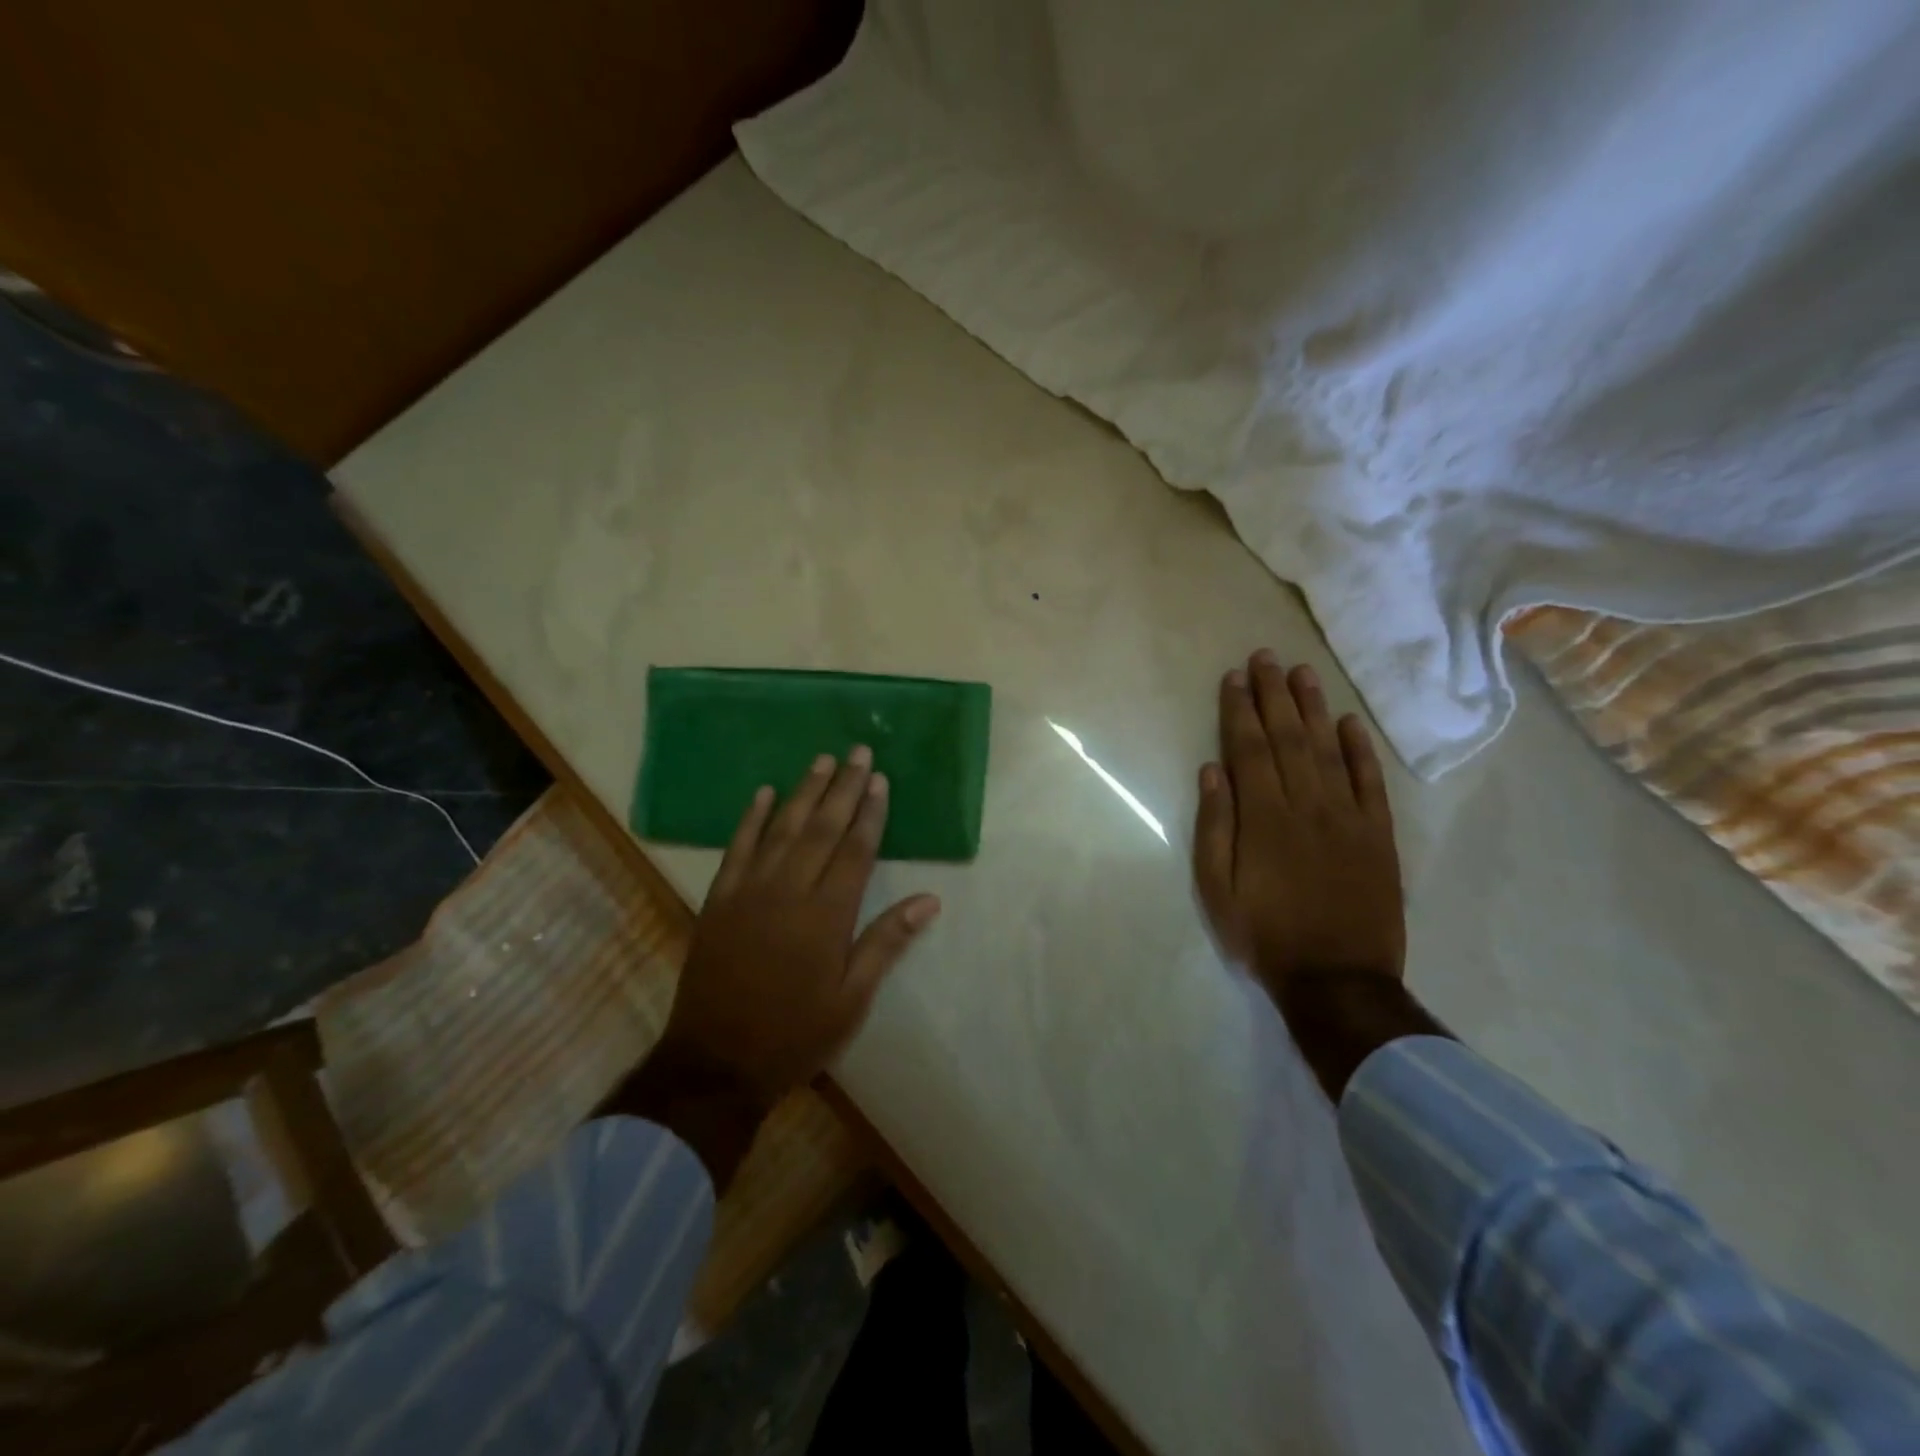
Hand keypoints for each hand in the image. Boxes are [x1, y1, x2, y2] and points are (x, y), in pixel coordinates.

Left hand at [655, 747, 941, 1108]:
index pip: (855, 850)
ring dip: (803, 791)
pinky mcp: (719, 899)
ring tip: (822, 760)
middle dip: (843, 787)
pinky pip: (737, 847)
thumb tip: (929, 900)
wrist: (715, 1061)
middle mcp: (789, 891)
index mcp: (827, 915)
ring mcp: (749, 891)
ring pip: (781, 828)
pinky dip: (751, 818)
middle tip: (858, 751)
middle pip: (822, 828)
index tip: (880, 779)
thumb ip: (886, 943)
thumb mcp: (852, 1000)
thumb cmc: (794, 1034)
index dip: (870, 812)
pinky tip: (763, 793)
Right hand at [1193, 651, 1404, 998]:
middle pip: (1288, 737)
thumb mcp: (1217, 890)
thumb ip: (1214, 827)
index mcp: (1263, 817)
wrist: (1338, 980)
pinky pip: (1370, 782)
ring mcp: (1348, 817)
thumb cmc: (1264, 935)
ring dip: (1313, 707)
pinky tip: (1348, 722)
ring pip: (1328, 749)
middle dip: (1273, 694)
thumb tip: (1212, 771)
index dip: (1239, 710)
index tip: (1233, 677)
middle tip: (1265, 656)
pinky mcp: (1378, 835)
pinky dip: (1360, 749)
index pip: (1249, 748)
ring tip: (1301, 672)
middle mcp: (1307, 805)